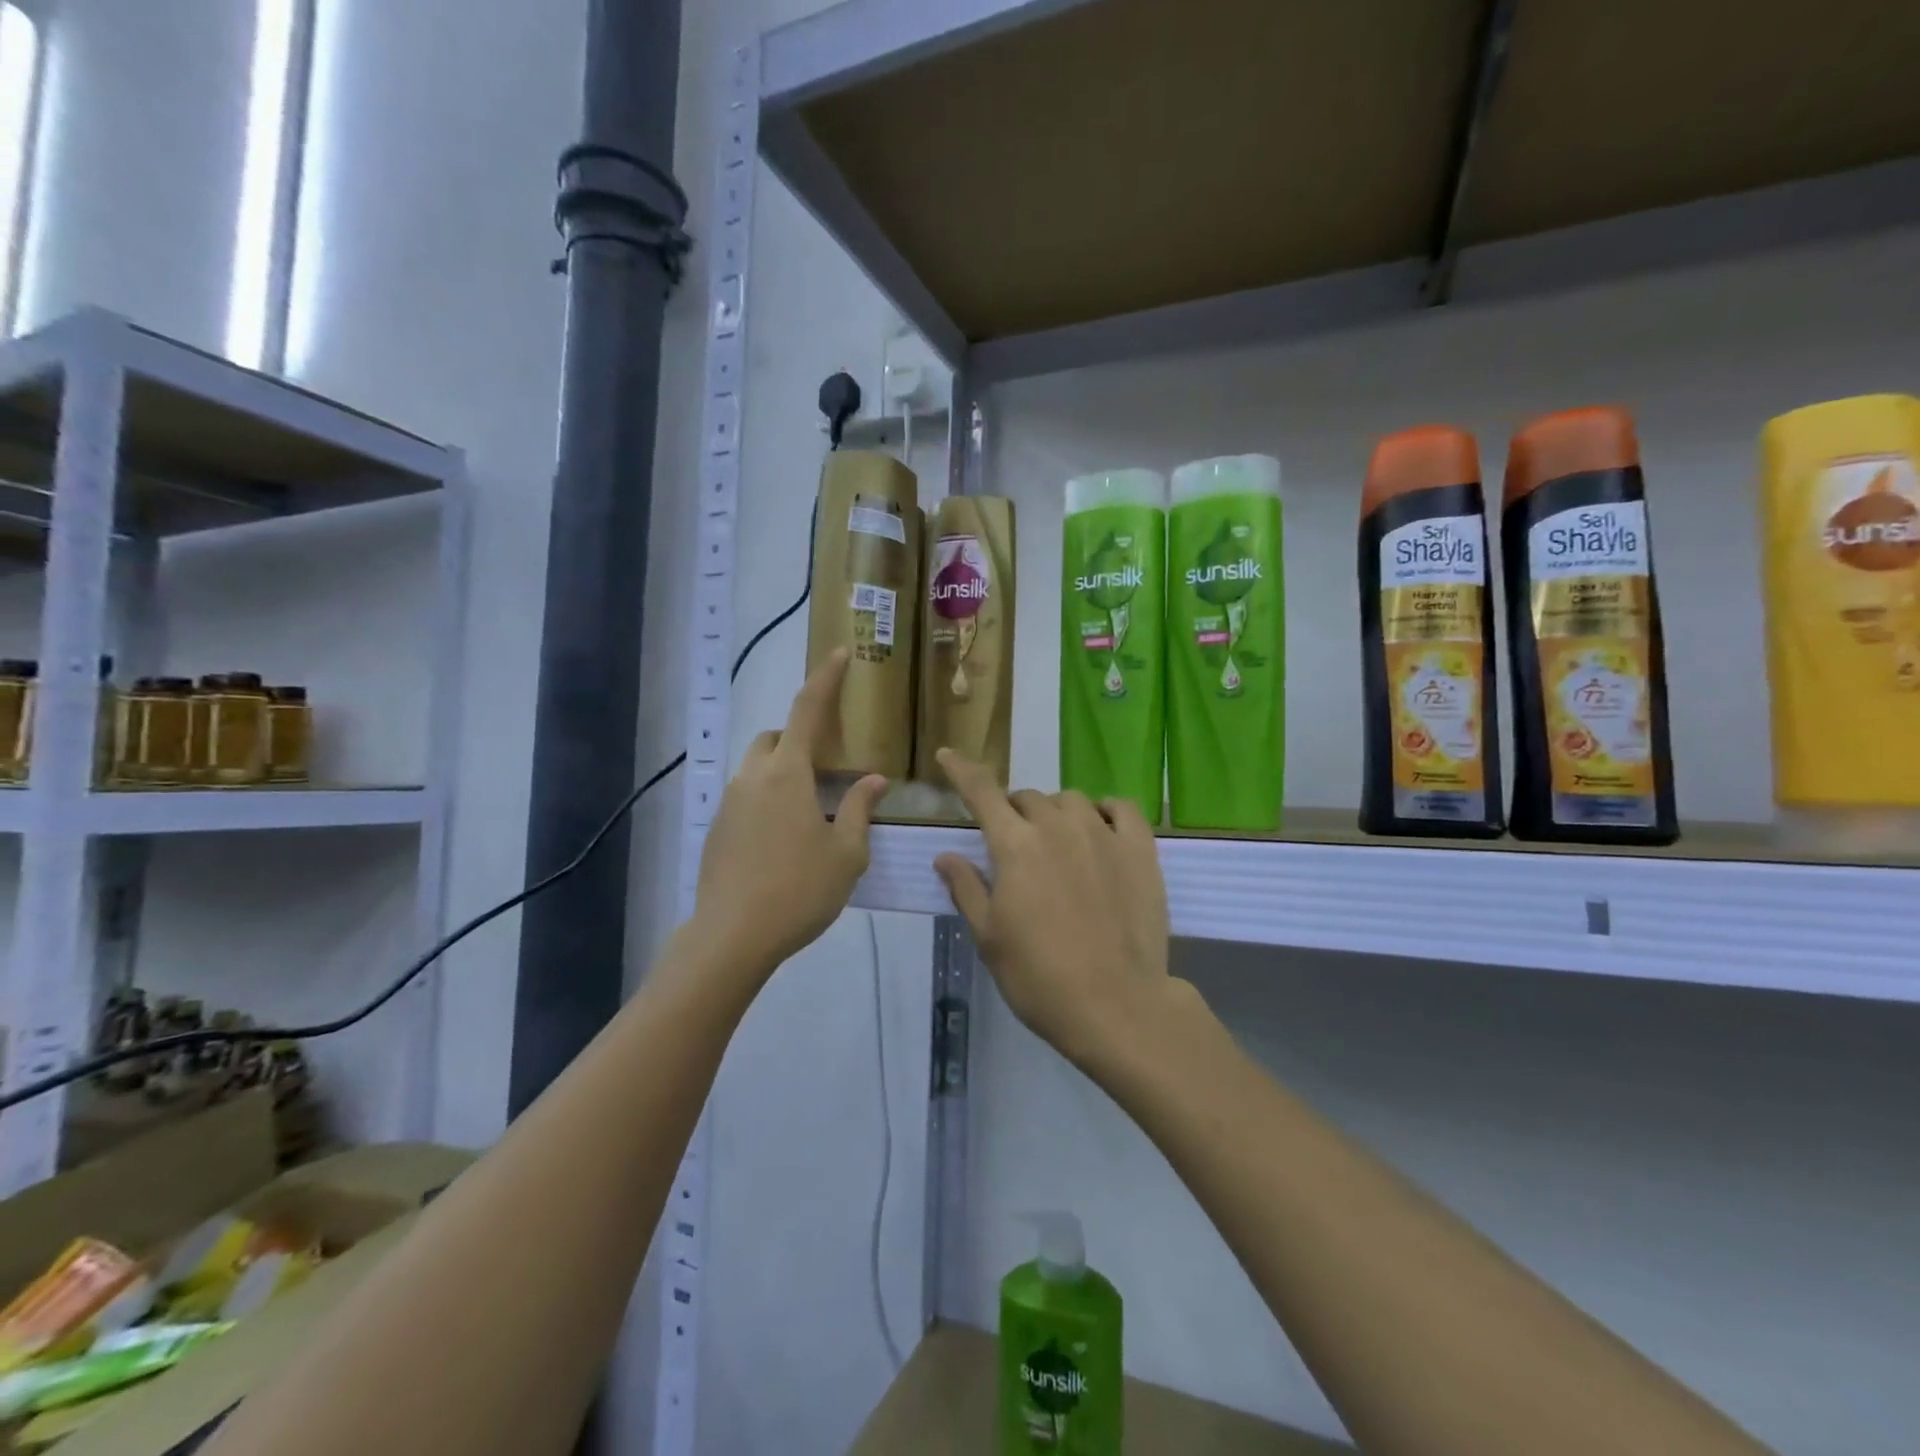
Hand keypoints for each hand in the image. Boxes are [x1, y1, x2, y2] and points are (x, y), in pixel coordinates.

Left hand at [688, 649, 886, 980]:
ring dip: (783, 771)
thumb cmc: (799, 890)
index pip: (808, 711)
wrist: (732, 936)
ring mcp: (730, 804)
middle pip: (774, 738)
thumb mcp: (846, 852)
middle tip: (828, 766)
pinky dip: (768, 799)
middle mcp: (753, 778)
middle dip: (799, 737)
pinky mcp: (717, 830)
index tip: (839, 653)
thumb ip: (860, 809)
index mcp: (787, 774)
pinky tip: (785, 839)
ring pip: (757, 768)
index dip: (825, 679)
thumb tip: (872, 779)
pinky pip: (746, 797)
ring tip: (811, 808)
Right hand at [933, 750, 1178, 1066]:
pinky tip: (1100, 829)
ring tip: (1057, 844)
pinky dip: (1104, 810)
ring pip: (1070, 800)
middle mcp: (1057, 827)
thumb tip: (945, 855)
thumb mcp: (989, 937)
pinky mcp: (1141, 849)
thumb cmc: (1039, 977)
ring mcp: (1103, 834)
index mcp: (1015, 845)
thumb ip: (966, 888)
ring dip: (1054, 813)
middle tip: (1013, 847)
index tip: (948, 755)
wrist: (1116, 1005)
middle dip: (1012, 813)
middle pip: (1027, 798)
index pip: (981, 792)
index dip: (961, 770)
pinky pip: (1121, 808)